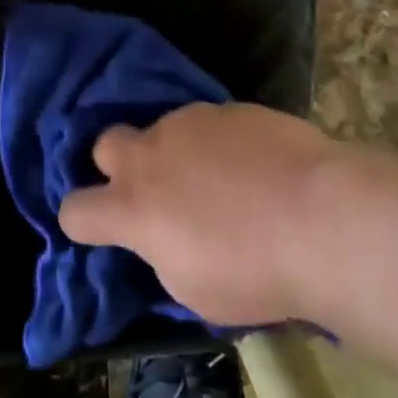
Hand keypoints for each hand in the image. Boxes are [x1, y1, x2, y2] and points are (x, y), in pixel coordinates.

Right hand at [57, 102, 336, 326]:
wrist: (322, 216)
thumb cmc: (256, 272)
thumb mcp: (194, 289)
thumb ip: (162, 253)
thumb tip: (162, 236)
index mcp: (134, 208)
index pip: (75, 209)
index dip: (82, 221)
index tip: (104, 230)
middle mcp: (152, 154)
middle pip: (105, 143)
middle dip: (117, 164)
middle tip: (155, 191)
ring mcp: (190, 123)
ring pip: (163, 128)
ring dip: (176, 152)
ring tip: (220, 179)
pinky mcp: (229, 107)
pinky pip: (208, 122)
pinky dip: (218, 142)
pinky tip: (254, 163)